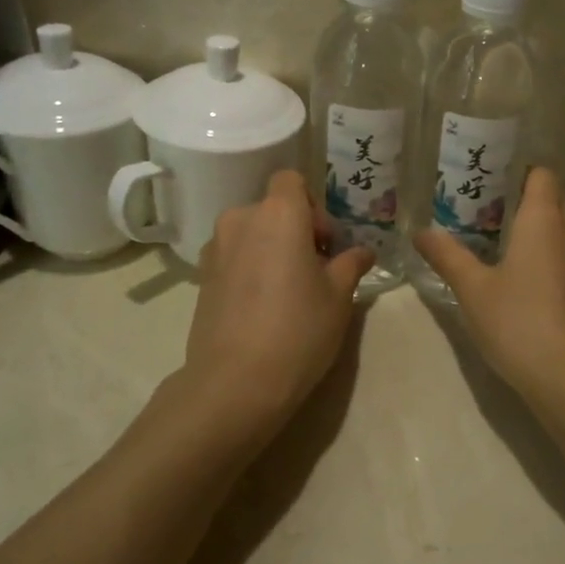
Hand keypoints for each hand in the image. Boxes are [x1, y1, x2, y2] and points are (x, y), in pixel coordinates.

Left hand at [174, 170, 374, 443]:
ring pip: (251, 233)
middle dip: (294, 230)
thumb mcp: (338, 297)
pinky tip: (262, 306)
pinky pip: (233, 256)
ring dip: (270, 248)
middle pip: (271, 208)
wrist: (236, 382)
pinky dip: (250, 268)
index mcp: (278, 214)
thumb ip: (350, 264)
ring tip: (287, 291)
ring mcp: (215, 248)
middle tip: (314, 269)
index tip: (324, 242)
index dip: (312, 204)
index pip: (291, 180)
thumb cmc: (298, 330)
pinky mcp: (201, 277)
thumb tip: (363, 252)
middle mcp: (241, 219)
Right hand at [415, 168, 564, 409]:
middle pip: (555, 204)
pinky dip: (556, 268)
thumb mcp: (472, 290)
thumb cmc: (518, 323)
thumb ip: (447, 256)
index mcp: (545, 222)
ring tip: (508, 257)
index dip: (520, 174)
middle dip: (526, 207)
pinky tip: (533, 295)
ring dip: (543, 240)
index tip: (493, 186)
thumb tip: (421, 232)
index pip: (542, 176)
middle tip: (490, 222)